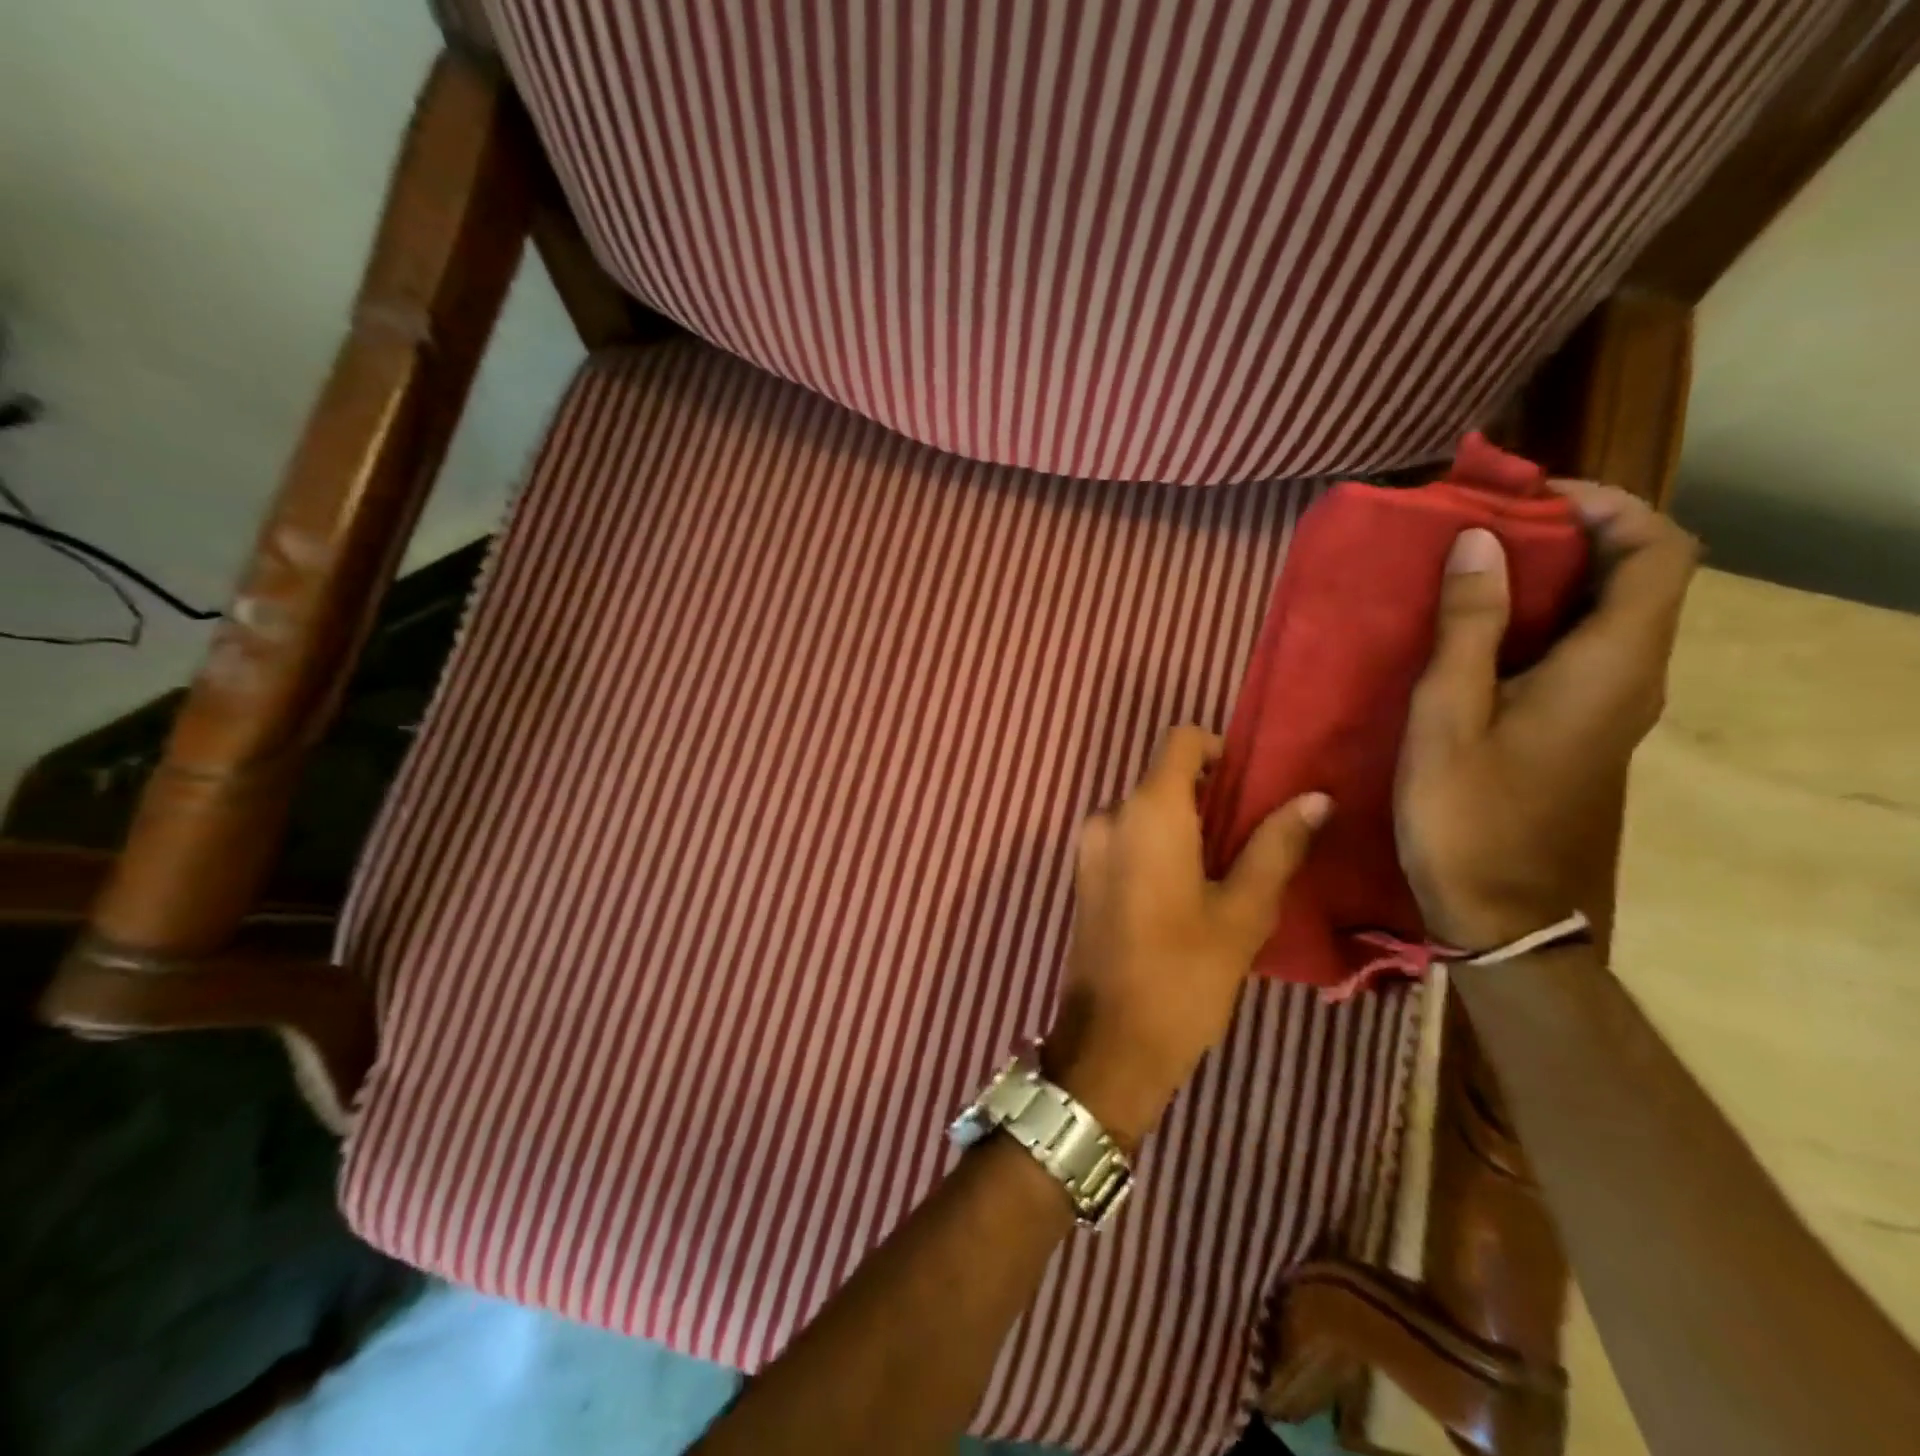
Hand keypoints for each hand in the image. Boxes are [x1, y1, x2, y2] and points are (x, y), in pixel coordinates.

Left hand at [1044, 726, 1329, 1149]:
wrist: (1110, 1041)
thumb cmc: (1183, 974)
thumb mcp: (1243, 911)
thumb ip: (1276, 846)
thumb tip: (1315, 798)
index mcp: (1147, 811)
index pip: (1180, 741)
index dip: (1219, 750)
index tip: (1251, 788)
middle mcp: (1109, 815)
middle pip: (1163, 777)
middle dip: (1209, 796)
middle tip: (1255, 839)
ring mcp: (1089, 846)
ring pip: (1145, 810)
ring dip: (1186, 825)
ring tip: (1228, 871)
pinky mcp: (1084, 874)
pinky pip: (1127, 838)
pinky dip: (1159, 845)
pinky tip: (1189, 892)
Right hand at [1395, 481, 1699, 949]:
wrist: (1506, 915)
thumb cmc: (1469, 815)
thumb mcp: (1449, 717)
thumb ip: (1467, 627)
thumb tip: (1480, 540)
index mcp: (1611, 665)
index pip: (1658, 551)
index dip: (1607, 505)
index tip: (1527, 496)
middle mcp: (1632, 677)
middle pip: (1636, 575)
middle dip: (1568, 534)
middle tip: (1481, 529)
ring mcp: (1611, 707)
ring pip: (1605, 613)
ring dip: (1548, 578)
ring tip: (1466, 572)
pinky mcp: (1583, 729)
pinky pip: (1578, 650)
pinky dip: (1536, 621)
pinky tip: (1471, 635)